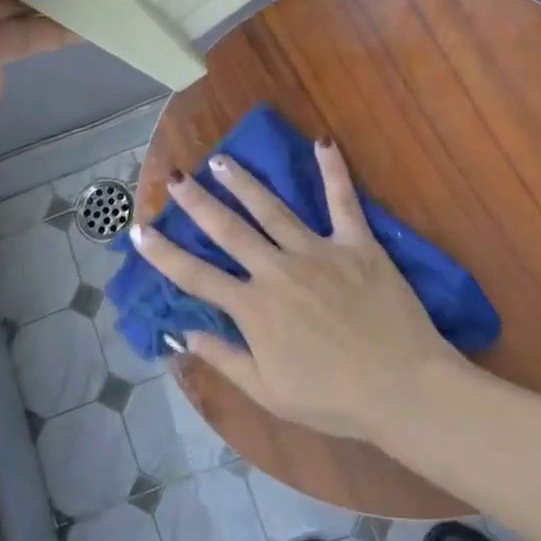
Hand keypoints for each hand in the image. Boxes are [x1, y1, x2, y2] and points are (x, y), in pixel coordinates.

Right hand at [130, 141, 463, 442]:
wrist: (401, 387)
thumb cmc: (333, 398)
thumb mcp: (268, 391)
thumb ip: (224, 358)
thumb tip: (184, 333)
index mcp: (254, 308)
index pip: (196, 276)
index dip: (163, 253)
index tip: (139, 231)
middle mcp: (278, 270)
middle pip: (229, 230)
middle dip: (198, 202)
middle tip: (176, 177)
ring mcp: (318, 251)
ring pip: (273, 209)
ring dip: (244, 182)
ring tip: (222, 160)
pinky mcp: (357, 243)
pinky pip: (343, 201)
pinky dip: (333, 171)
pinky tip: (323, 142)